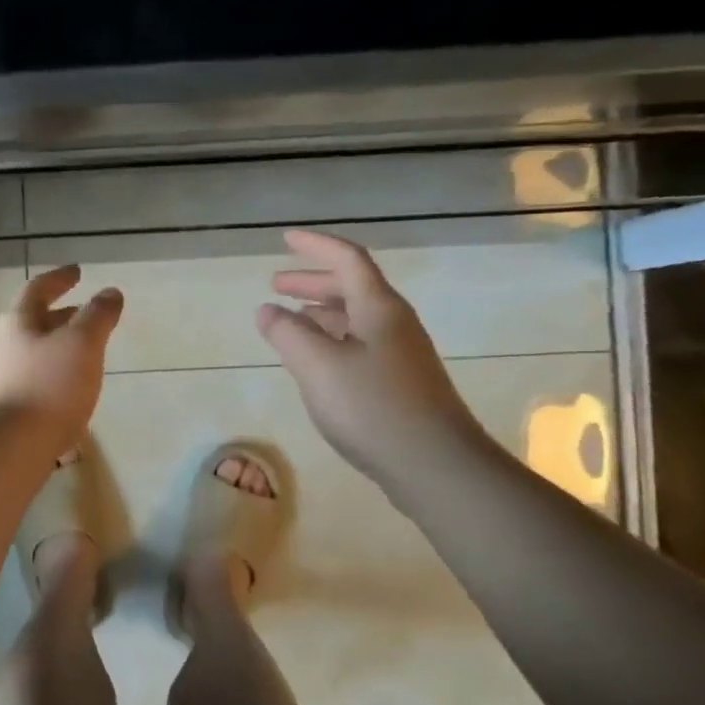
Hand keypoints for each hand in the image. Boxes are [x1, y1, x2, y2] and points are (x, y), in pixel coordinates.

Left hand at [0, 266, 123, 445]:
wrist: (9, 449)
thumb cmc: (49, 386)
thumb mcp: (82, 344)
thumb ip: (98, 316)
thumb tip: (110, 292)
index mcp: (19, 322)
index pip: (39, 289)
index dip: (60, 278)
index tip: (77, 272)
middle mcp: (4, 346)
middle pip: (34, 322)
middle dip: (61, 316)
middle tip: (85, 313)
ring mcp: (2, 380)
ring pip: (35, 354)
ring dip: (59, 349)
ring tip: (85, 356)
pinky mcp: (7, 411)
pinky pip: (36, 383)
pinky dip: (56, 378)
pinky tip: (71, 395)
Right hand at [256, 230, 487, 492]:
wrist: (436, 465)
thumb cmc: (373, 407)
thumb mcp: (318, 366)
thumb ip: (288, 334)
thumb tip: (267, 310)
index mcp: (378, 308)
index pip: (347, 260)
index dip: (315, 246)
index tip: (285, 239)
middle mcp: (393, 323)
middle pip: (352, 287)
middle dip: (312, 281)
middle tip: (276, 284)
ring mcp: (401, 354)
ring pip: (355, 318)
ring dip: (321, 312)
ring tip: (289, 321)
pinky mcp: (400, 383)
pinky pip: (359, 344)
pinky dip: (331, 340)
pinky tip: (316, 361)